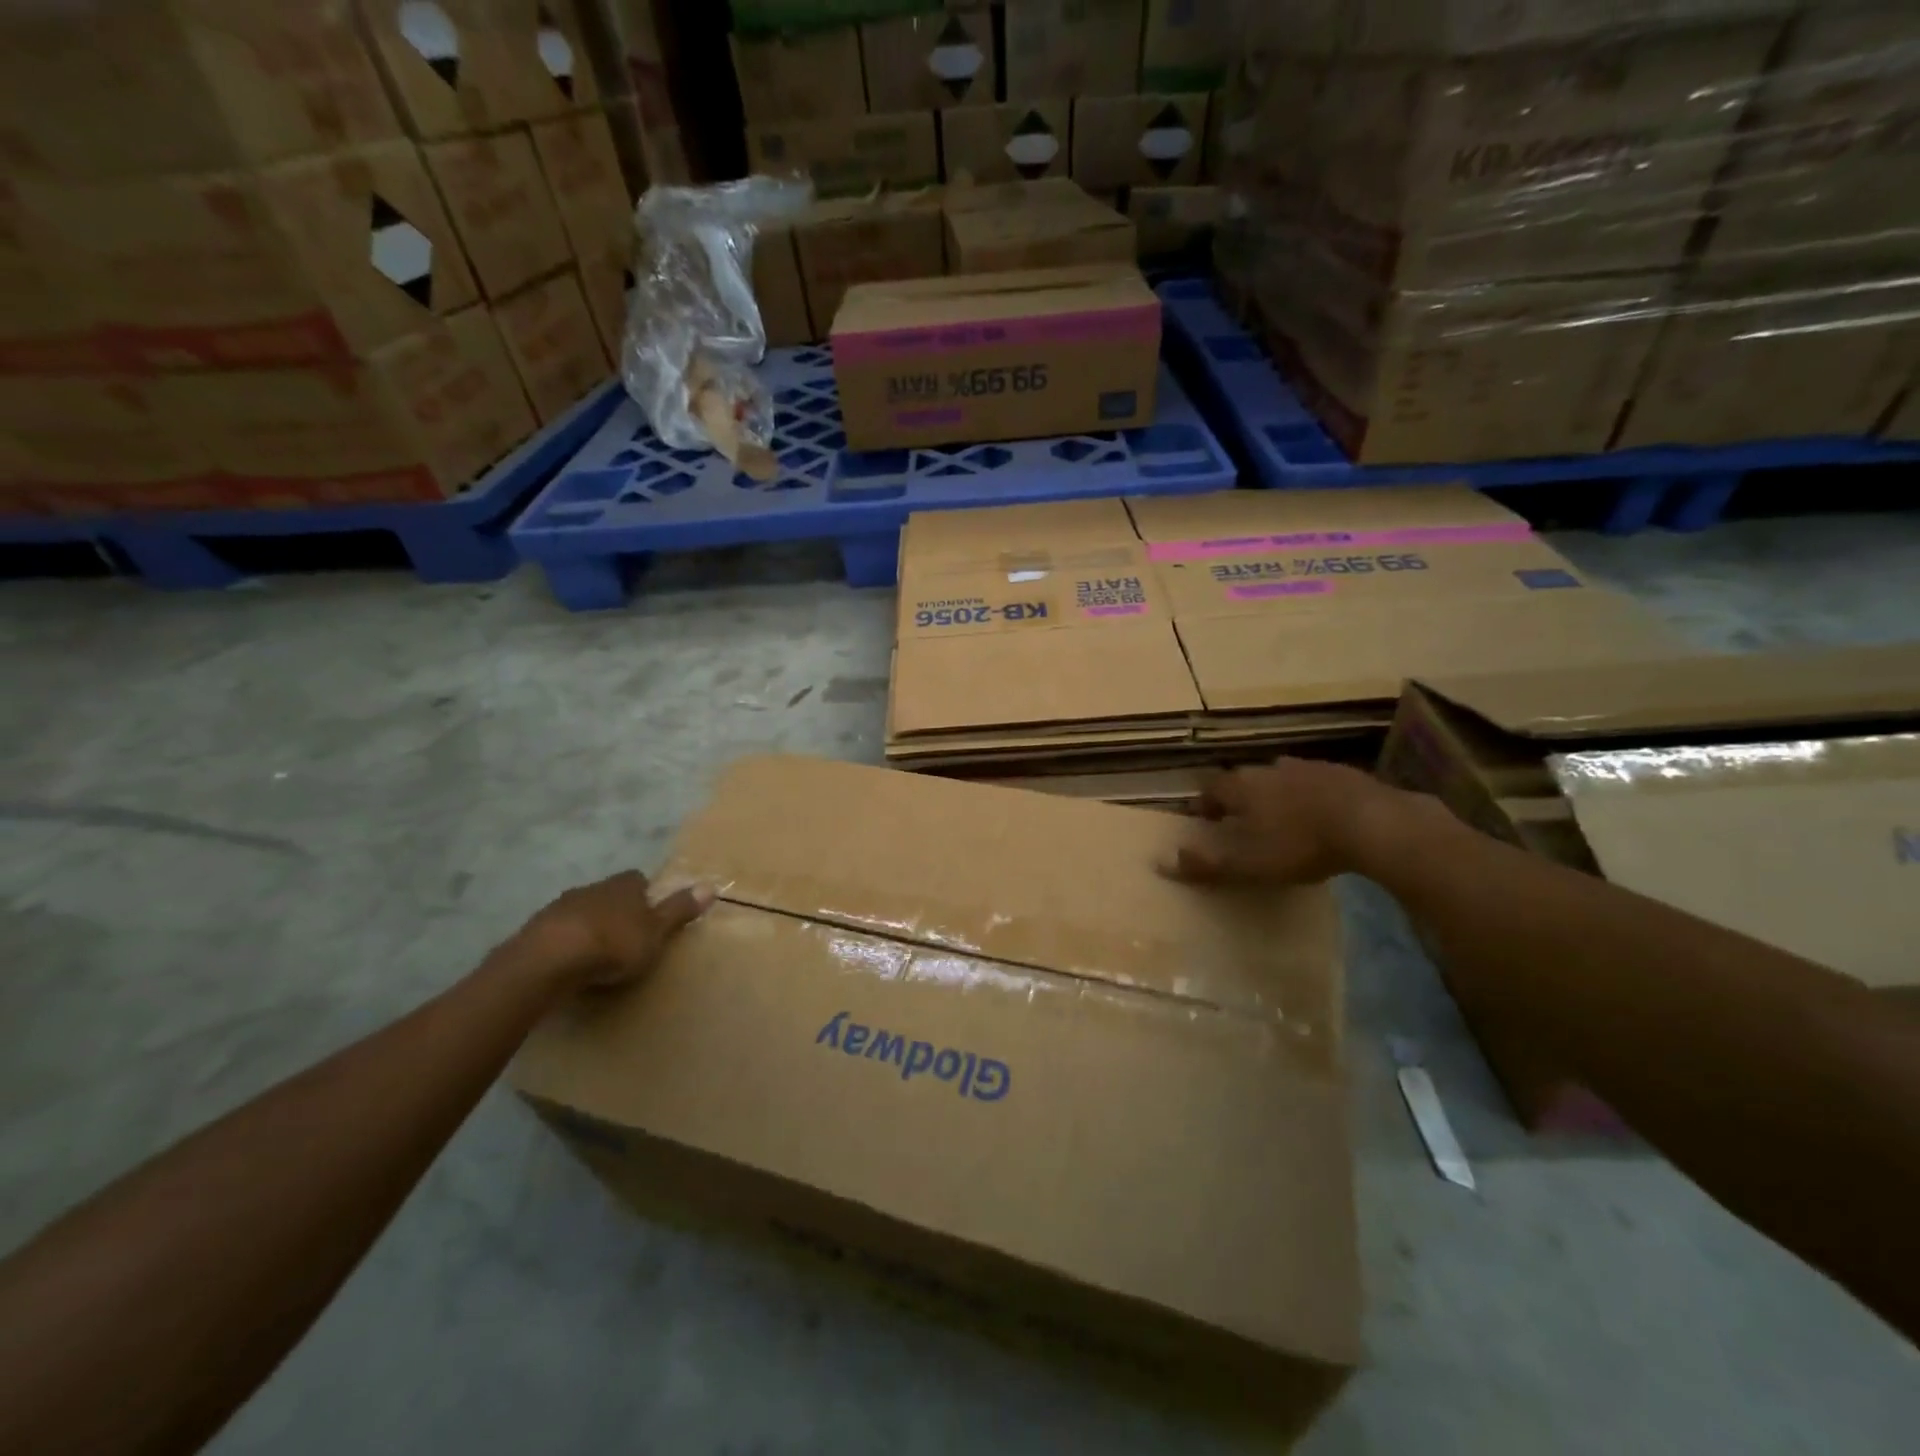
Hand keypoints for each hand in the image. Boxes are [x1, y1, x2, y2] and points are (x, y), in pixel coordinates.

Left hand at [513, 871, 713, 990]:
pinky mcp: (535, 930)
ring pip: (581, 911)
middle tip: (625, 935)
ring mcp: (560, 907)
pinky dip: (565, 942)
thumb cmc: (614, 944)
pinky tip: (569, 962)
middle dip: (616, 910)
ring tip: (596, 953)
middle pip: (608, 893)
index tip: (649, 913)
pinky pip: (557, 931)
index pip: (637, 879)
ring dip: (588, 925)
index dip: (645, 894)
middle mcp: (592, 888)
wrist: (549, 960)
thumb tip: (711, 885)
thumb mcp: (657, 931)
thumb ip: (680, 910)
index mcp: (623, 886)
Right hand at [1162, 760, 1408, 886]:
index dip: (1203, 804)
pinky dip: (1308, 796)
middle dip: (1239, 799)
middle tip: (1242, 823)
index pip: (1210, 789)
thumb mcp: (1248, 865)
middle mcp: (1268, 768)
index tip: (1204, 821)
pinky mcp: (1340, 772)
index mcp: (1241, 786)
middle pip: (1244, 780)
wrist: (1372, 822)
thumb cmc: (1300, 844)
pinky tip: (1320, 816)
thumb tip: (1161, 862)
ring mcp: (1306, 766)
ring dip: (1275, 795)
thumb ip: (1205, 864)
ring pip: (1279, 778)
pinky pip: (1313, 782)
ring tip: (1281, 820)